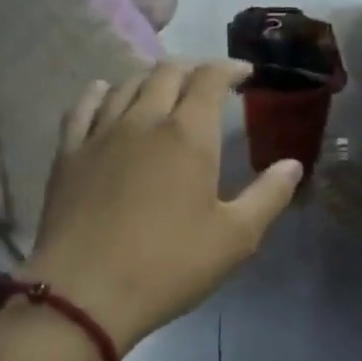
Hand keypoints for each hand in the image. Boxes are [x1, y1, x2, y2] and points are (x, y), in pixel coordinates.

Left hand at [25, 61, 302, 348]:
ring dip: (152, 77)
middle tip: (208, 81)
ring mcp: (101, 133)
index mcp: (188, 135)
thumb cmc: (169, 265)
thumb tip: (293, 165)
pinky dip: (101, 92)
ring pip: (127, 83)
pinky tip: (106, 93)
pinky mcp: (68, 153)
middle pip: (168, 72)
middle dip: (193, 68)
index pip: (210, 78)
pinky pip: (83, 106)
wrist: (84, 293)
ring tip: (165, 88)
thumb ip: (268, 196)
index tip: (244, 73)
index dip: (230, 67)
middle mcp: (144, 120)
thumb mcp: (235, 238)